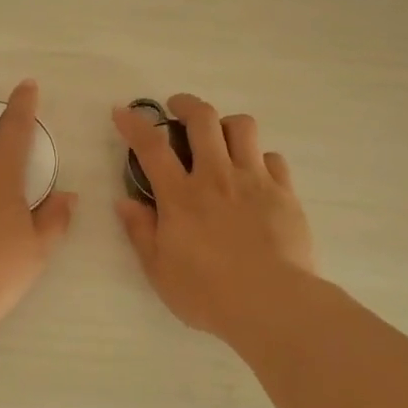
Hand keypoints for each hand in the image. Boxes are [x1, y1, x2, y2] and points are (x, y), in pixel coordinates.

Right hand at [112, 94, 315, 342]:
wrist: (272, 303)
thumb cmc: (208, 293)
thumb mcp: (159, 270)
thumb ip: (141, 231)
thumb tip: (125, 201)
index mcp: (181, 196)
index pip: (151, 147)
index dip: (134, 124)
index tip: (122, 111)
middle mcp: (217, 177)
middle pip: (202, 119)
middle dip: (186, 104)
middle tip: (177, 108)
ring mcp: (255, 181)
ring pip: (242, 127)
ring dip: (225, 123)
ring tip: (219, 136)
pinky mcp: (284, 192)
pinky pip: (272, 157)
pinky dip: (258, 157)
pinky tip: (254, 172)